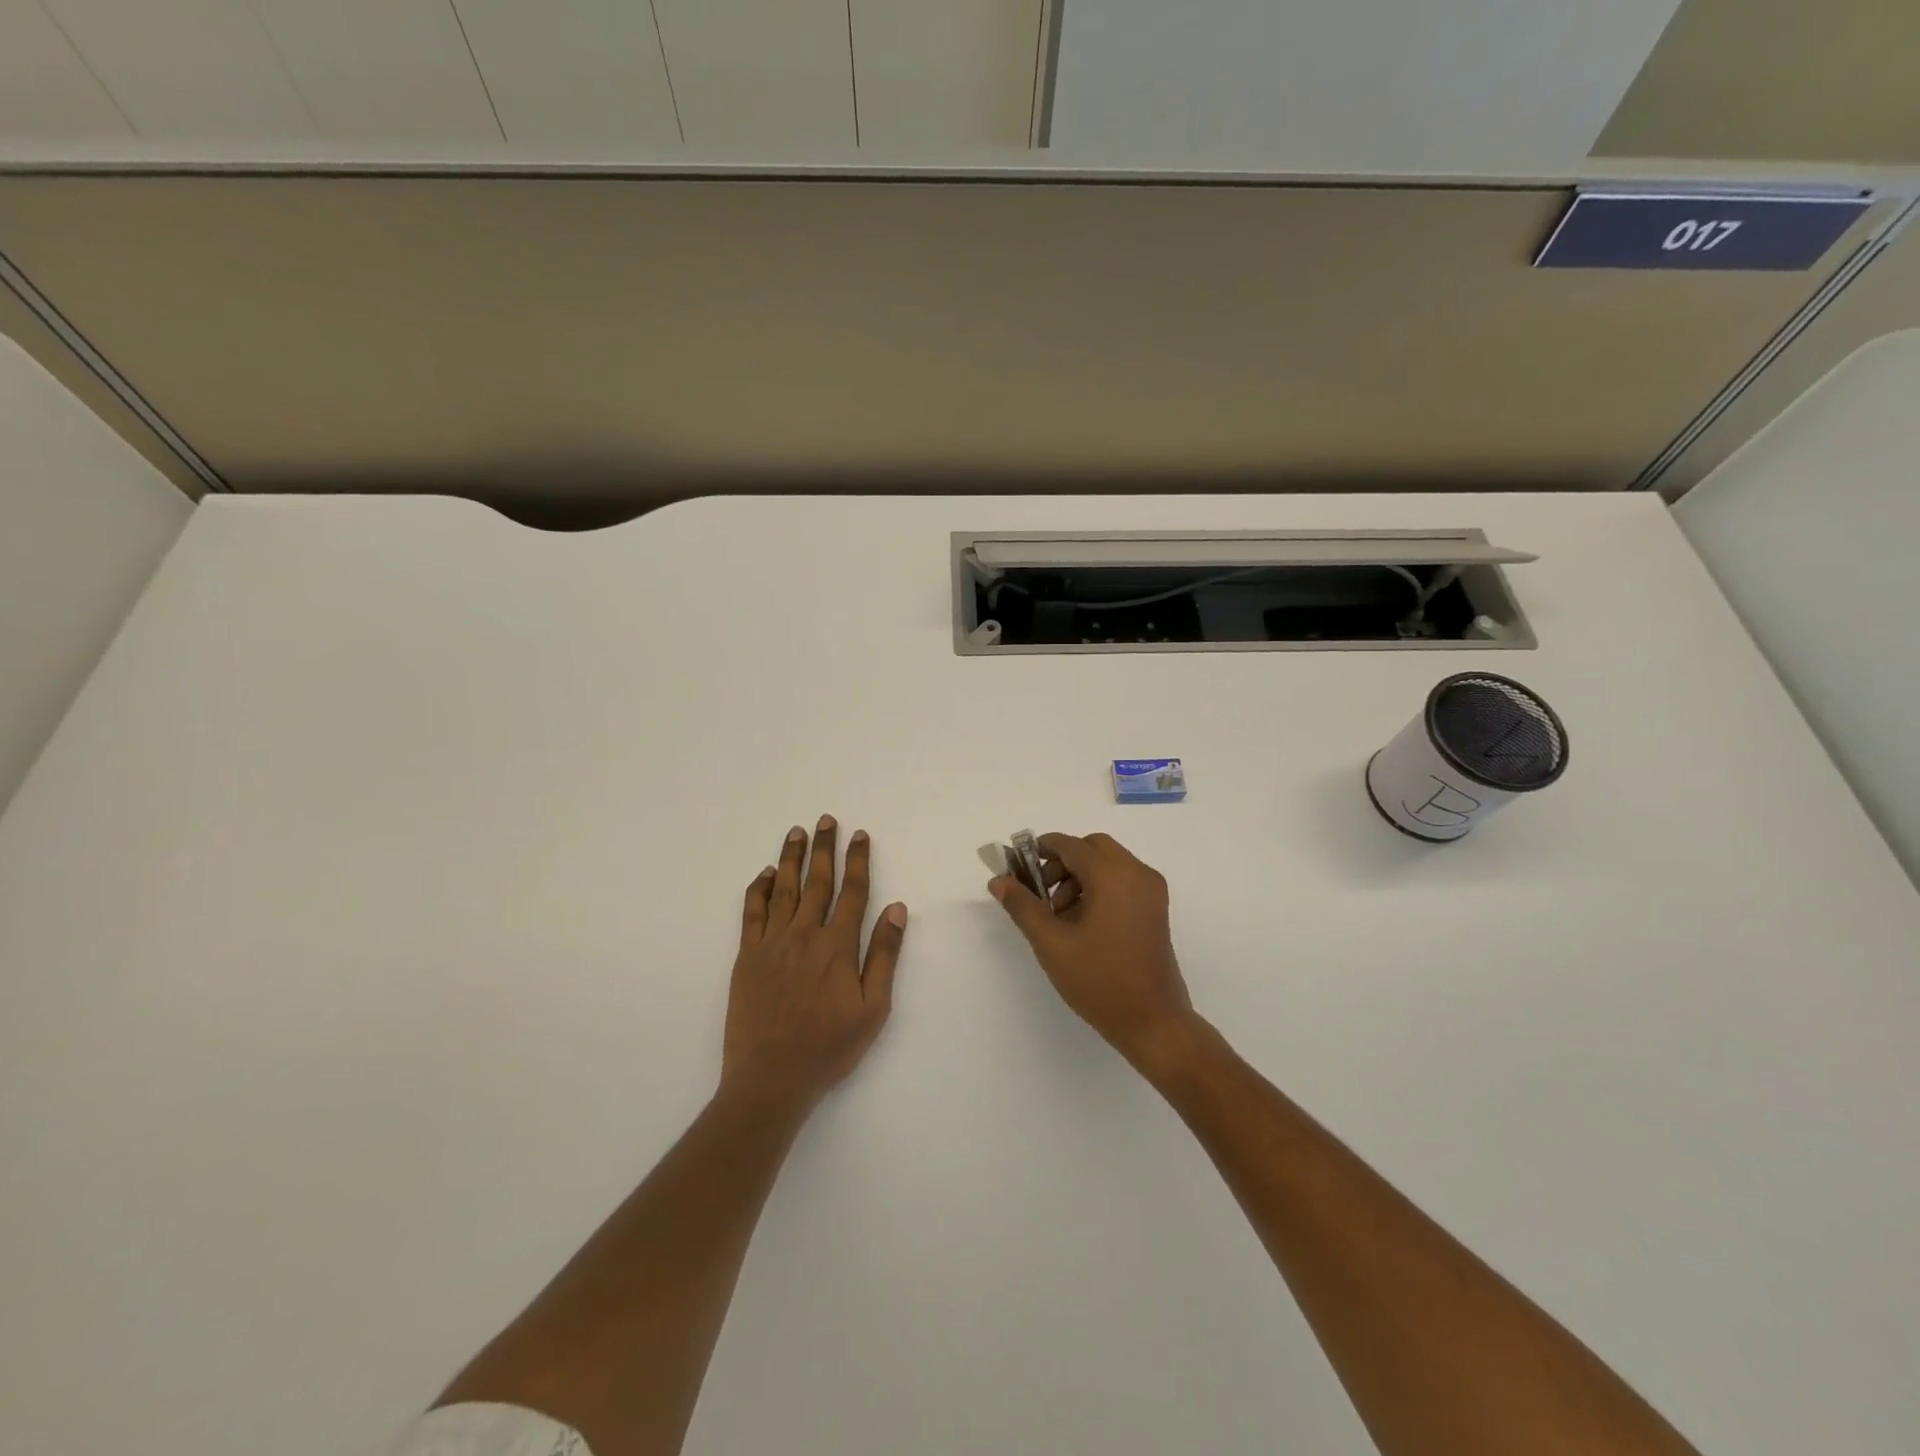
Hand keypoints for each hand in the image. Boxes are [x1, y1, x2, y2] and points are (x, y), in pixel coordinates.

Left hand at [722, 816, 907, 1115]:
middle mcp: (804, 935)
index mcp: (837, 946)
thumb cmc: (829, 1047)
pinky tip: (766, 874)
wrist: (771, 1078)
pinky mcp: (747, 957)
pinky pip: (753, 913)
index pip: (852, 892)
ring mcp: (772, 944)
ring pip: (784, 889)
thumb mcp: (873, 1008)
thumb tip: (896, 908)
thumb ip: (884, 955)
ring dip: (791, 857)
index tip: (859, 835)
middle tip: (826, 819)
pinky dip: (759, 890)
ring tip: (797, 832)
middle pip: (817, 881)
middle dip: (824, 848)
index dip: (858, 861)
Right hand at [988, 832, 1197, 1067]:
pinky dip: (1100, 887)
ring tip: (1060, 917)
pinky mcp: (1156, 909)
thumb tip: (998, 880)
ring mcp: (1151, 891)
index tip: (1018, 869)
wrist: (1153, 1022)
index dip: (1040, 850)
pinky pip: (1123, 880)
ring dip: (1080, 876)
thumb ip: (1023, 906)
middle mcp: (1137, 873)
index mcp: (1113, 875)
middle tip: (1042, 894)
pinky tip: (1083, 923)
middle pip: (1092, 848)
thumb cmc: (1099, 981)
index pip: (1070, 845)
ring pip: (1108, 863)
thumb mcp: (1052, 943)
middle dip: (1062, 863)